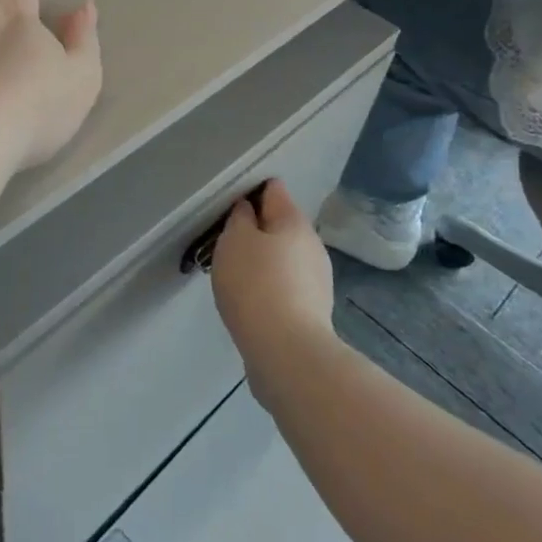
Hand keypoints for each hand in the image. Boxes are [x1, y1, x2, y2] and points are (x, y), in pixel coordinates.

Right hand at [209, 180, 335, 383]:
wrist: (286, 351)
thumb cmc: (255, 284)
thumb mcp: (235, 240)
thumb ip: (240, 218)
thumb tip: (249, 210)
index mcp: (294, 221)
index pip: (273, 189)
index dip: (250, 192)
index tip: (228, 207)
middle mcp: (312, 244)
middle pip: (279, 225)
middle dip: (254, 231)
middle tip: (225, 245)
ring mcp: (317, 279)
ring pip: (283, 257)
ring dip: (261, 262)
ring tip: (234, 277)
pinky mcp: (312, 310)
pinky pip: (285, 285)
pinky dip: (268, 287)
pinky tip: (250, 302)